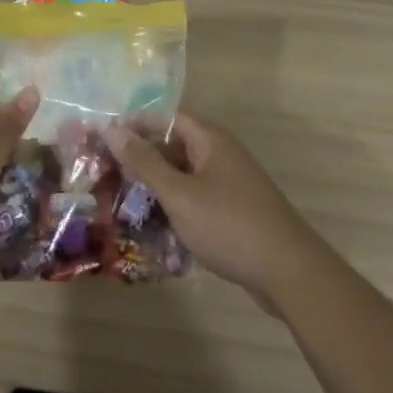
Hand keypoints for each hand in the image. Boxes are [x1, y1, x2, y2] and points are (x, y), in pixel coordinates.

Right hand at [104, 112, 321, 309]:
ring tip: (121, 200)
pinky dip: (174, 206)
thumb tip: (112, 129)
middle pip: (174, 146)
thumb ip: (145, 162)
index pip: (166, 118)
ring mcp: (229, 184)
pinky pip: (195, 198)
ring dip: (156, 185)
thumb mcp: (180, 194)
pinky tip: (153, 225)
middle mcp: (221, 154)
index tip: (103, 140)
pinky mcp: (233, 211)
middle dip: (141, 158)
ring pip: (183, 175)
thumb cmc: (230, 226)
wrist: (290, 274)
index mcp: (211, 140)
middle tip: (106, 172)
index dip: (136, 125)